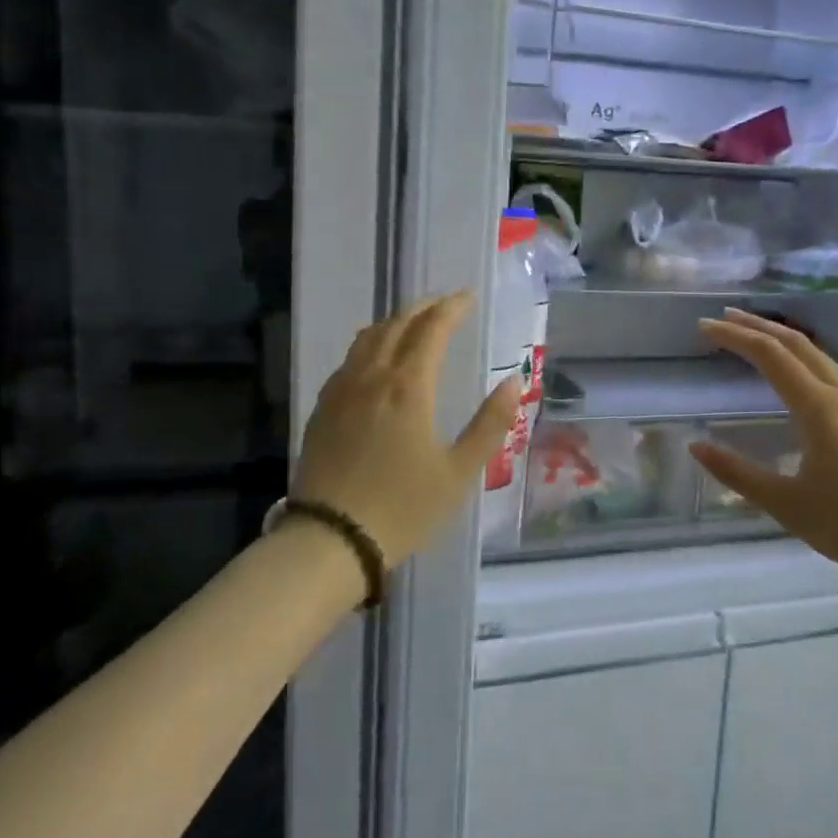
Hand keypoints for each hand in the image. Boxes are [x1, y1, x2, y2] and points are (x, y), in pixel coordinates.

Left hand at [295, 290, 520, 568]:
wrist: (330, 540)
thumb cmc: (404, 508)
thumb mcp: (459, 471)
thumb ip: (491, 423)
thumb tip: (514, 380)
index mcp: (409, 387)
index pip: (431, 329)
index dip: (451, 308)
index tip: (467, 297)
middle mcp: (372, 377)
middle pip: (397, 325)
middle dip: (423, 308)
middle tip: (445, 304)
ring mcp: (342, 391)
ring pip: (368, 339)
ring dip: (394, 322)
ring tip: (413, 323)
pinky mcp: (323, 409)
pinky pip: (349, 360)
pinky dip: (370, 345)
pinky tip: (376, 360)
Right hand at [691, 309, 837, 589]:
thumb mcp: (789, 505)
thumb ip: (739, 474)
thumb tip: (696, 446)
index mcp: (819, 408)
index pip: (770, 355)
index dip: (735, 336)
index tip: (704, 326)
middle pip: (797, 344)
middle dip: (759, 326)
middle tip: (725, 317)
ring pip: (819, 357)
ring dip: (784, 342)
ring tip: (757, 340)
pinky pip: (833, 375)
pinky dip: (804, 362)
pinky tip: (799, 383)